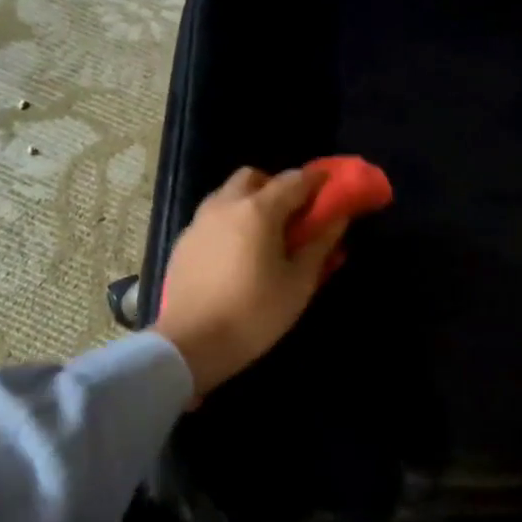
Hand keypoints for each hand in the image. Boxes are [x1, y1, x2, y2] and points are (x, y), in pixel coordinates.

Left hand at [154, 166, 346, 398]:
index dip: (317, 181)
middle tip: (293, 215)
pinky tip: (237, 254)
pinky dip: (230, 222)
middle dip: (276, 187)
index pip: (294, 180)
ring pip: (228, 195)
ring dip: (250, 202)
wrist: (191, 344)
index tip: (332, 188)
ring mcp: (199, 222)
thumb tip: (338, 218)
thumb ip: (320, 244)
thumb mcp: (298, 283)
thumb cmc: (255, 314)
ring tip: (265, 236)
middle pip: (254, 177)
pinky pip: (212, 218)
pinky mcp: (183, 243)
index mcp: (258, 210)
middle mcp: (225, 205)